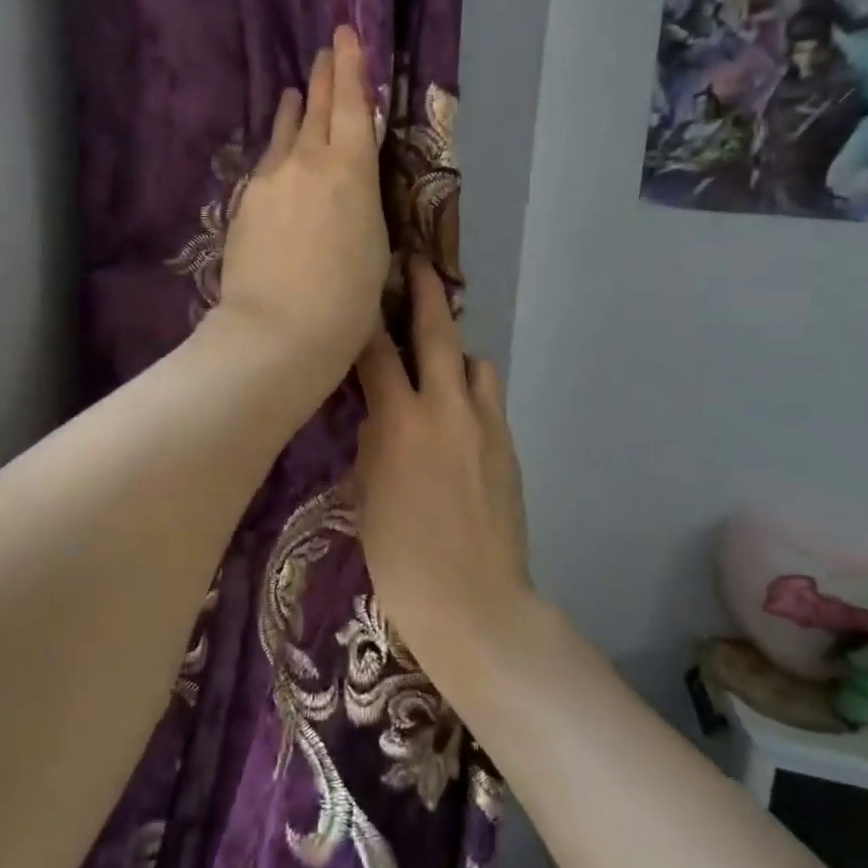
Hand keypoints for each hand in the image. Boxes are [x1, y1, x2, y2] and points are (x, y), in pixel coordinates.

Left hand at [216, 27, 390, 387]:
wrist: (277, 332)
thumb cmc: (346, 301)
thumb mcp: (374, 247)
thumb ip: (362, 204)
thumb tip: (351, 188)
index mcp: (350, 171)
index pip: (351, 106)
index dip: (351, 68)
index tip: (346, 35)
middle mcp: (306, 163)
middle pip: (316, 110)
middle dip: (324, 78)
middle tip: (325, 51)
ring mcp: (269, 182)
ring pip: (284, 135)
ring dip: (294, 112)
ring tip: (296, 93)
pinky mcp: (244, 206)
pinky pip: (266, 166)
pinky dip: (277, 152)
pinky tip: (278, 157)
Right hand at [353, 259, 532, 668]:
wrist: (474, 602)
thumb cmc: (401, 558)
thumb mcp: (365, 494)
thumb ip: (372, 441)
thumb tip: (377, 413)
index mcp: (401, 421)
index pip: (377, 351)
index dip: (366, 316)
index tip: (360, 289)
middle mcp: (446, 408)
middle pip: (438, 333)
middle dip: (425, 293)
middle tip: (416, 264)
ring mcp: (485, 425)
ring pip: (476, 363)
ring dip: (457, 353)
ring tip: (439, 363)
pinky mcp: (508, 446)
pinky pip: (490, 399)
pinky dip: (473, 391)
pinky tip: (459, 414)